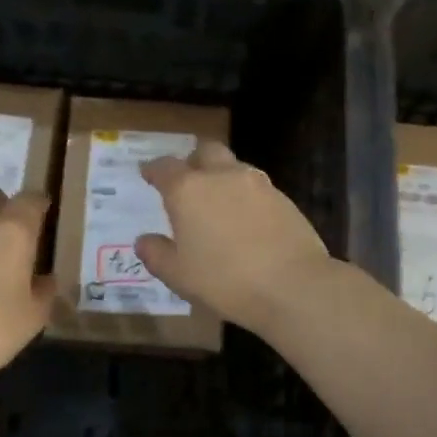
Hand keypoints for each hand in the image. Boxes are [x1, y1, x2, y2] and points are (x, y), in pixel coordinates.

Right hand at [136, 141, 331, 331]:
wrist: (292, 286)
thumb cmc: (224, 280)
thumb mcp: (178, 275)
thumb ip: (157, 254)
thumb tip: (144, 241)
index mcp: (188, 189)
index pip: (164, 166)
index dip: (154, 169)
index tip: (148, 174)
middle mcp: (222, 176)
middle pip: (205, 151)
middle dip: (193, 160)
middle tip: (188, 180)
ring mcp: (257, 184)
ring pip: (234, 166)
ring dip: (222, 177)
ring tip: (218, 203)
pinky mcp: (283, 198)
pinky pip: (256, 188)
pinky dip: (245, 196)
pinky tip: (246, 221)